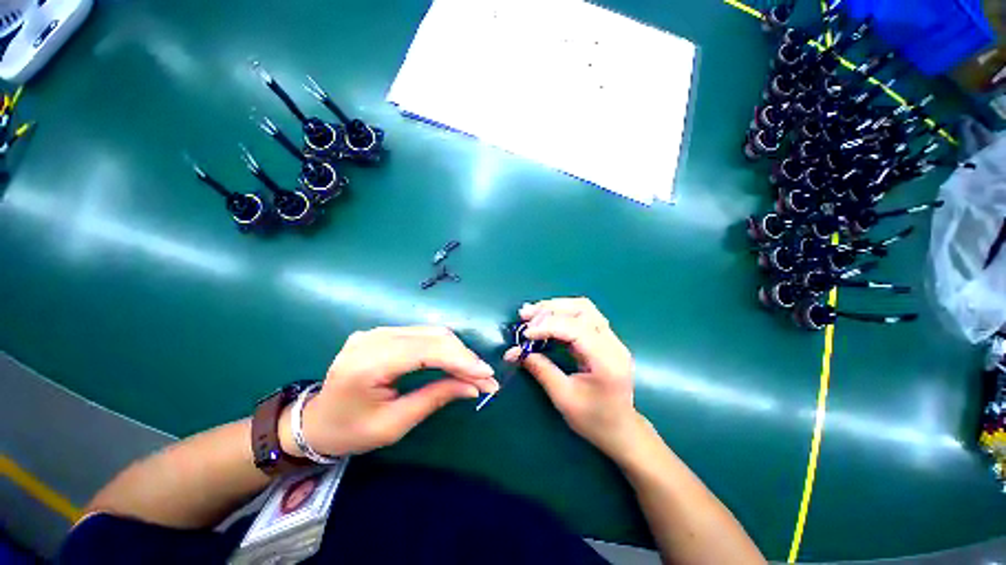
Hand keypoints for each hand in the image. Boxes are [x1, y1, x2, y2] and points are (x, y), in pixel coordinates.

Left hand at [284, 327, 499, 457]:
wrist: (315, 421)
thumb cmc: (350, 431)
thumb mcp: (394, 424)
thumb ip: (435, 398)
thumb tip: (473, 386)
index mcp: (368, 363)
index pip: (426, 351)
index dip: (461, 360)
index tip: (487, 376)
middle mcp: (373, 338)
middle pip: (433, 337)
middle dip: (464, 356)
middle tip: (485, 377)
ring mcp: (377, 331)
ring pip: (431, 332)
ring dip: (457, 350)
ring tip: (474, 370)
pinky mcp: (383, 332)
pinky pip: (423, 334)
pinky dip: (444, 347)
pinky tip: (455, 360)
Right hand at [504, 298, 637, 456]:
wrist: (622, 431)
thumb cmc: (594, 420)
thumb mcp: (564, 398)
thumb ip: (541, 370)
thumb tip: (515, 352)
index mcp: (607, 360)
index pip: (576, 329)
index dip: (548, 326)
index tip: (525, 334)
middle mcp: (613, 343)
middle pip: (583, 310)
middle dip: (551, 309)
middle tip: (525, 315)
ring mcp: (612, 339)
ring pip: (584, 308)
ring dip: (556, 307)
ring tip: (532, 312)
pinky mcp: (605, 339)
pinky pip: (584, 316)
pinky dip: (562, 314)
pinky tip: (546, 318)